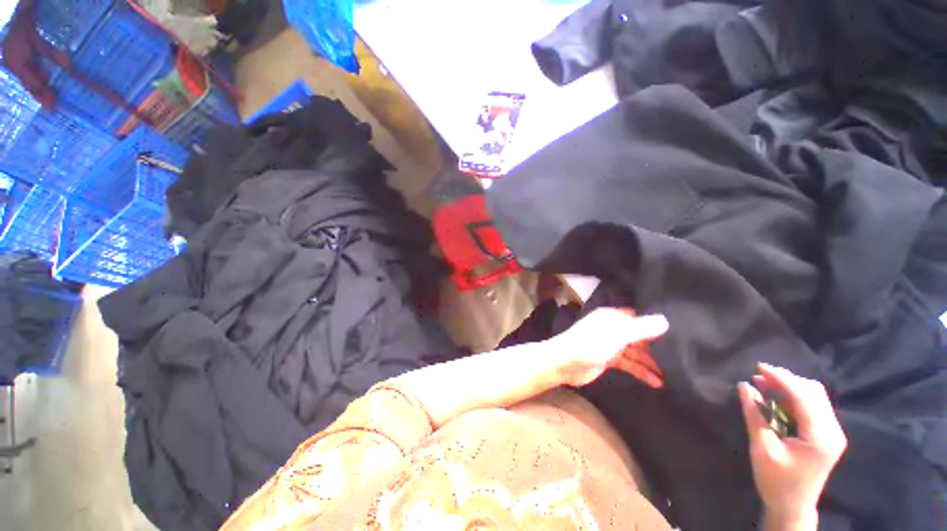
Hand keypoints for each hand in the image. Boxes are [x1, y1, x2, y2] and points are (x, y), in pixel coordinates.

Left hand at [551, 308, 668, 387]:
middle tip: (681, 358)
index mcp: (611, 317)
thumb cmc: (590, 344)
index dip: (655, 325)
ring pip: (634, 351)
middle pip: (638, 336)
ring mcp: (609, 344)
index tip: (678, 334)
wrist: (565, 363)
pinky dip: (640, 371)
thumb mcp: (618, 335)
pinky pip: (628, 364)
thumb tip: (665, 320)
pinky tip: (656, 382)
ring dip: (650, 362)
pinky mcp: (607, 359)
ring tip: (673, 375)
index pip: (638, 317)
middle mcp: (611, 328)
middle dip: (656, 346)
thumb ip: (641, 329)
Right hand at [739, 364, 846, 523]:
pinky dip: (795, 397)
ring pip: (815, 396)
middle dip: (786, 380)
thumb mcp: (762, 448)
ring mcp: (832, 433)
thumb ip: (754, 415)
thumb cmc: (776, 481)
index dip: (781, 378)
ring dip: (790, 387)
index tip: (758, 366)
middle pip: (814, 392)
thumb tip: (744, 386)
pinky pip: (814, 406)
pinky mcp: (827, 435)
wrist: (792, 507)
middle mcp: (832, 431)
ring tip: (765, 385)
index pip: (803, 397)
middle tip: (759, 376)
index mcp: (820, 436)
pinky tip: (777, 399)